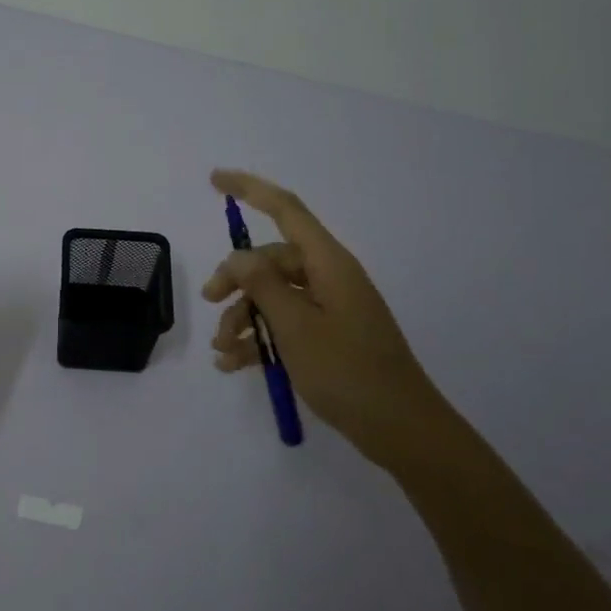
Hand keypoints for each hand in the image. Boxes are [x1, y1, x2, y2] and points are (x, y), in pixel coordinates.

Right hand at [204, 169, 447, 465]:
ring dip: (243, 316)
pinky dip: (259, 338)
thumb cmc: (347, 371)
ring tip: (221, 349)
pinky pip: (285, 324)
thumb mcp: (295, 325)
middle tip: (209, 302)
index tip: (214, 180)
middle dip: (235, 279)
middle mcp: (329, 277)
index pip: (285, 209)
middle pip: (271, 259)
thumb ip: (262, 284)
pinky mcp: (329, 336)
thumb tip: (238, 256)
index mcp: (328, 263)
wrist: (401, 430)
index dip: (249, 189)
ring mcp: (330, 308)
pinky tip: (232, 364)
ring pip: (273, 295)